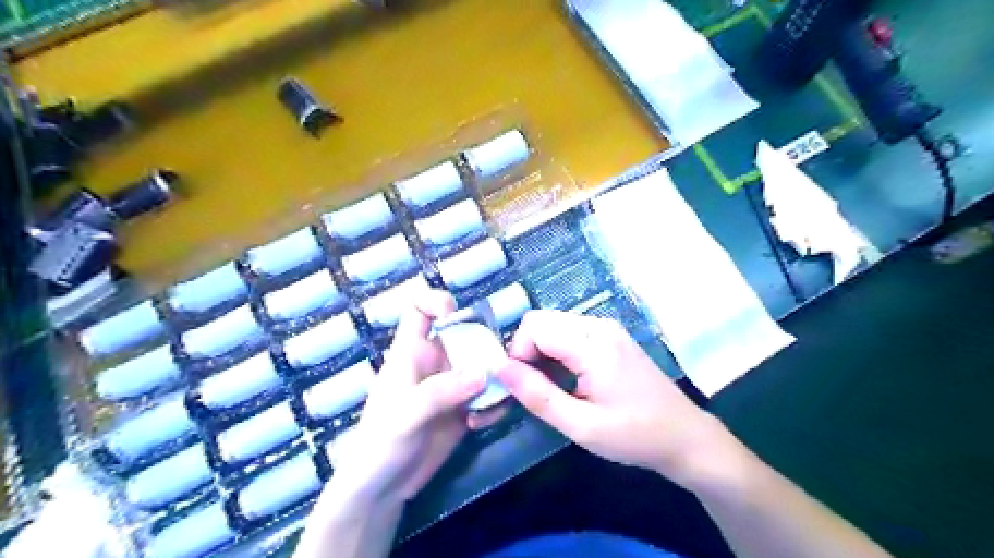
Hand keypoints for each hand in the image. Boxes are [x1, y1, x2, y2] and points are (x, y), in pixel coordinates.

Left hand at [330, 289, 487, 506]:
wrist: (383, 489)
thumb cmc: (380, 443)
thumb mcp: (406, 413)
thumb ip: (442, 390)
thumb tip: (483, 372)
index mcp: (411, 353)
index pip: (418, 310)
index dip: (436, 302)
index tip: (456, 316)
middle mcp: (434, 363)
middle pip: (464, 335)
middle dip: (483, 346)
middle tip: (495, 368)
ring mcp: (451, 386)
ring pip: (482, 365)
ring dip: (494, 379)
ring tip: (491, 401)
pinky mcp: (464, 409)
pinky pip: (487, 395)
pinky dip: (493, 404)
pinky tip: (482, 424)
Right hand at [496, 309, 723, 486]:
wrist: (684, 436)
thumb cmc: (635, 436)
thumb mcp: (582, 427)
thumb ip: (538, 396)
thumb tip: (501, 368)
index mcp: (594, 345)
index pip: (534, 327)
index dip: (518, 354)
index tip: (524, 387)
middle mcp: (599, 326)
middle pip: (541, 320)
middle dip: (527, 350)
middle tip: (536, 388)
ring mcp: (607, 328)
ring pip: (553, 324)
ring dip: (541, 351)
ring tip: (553, 387)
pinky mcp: (610, 335)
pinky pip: (569, 331)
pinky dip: (557, 350)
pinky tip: (568, 378)